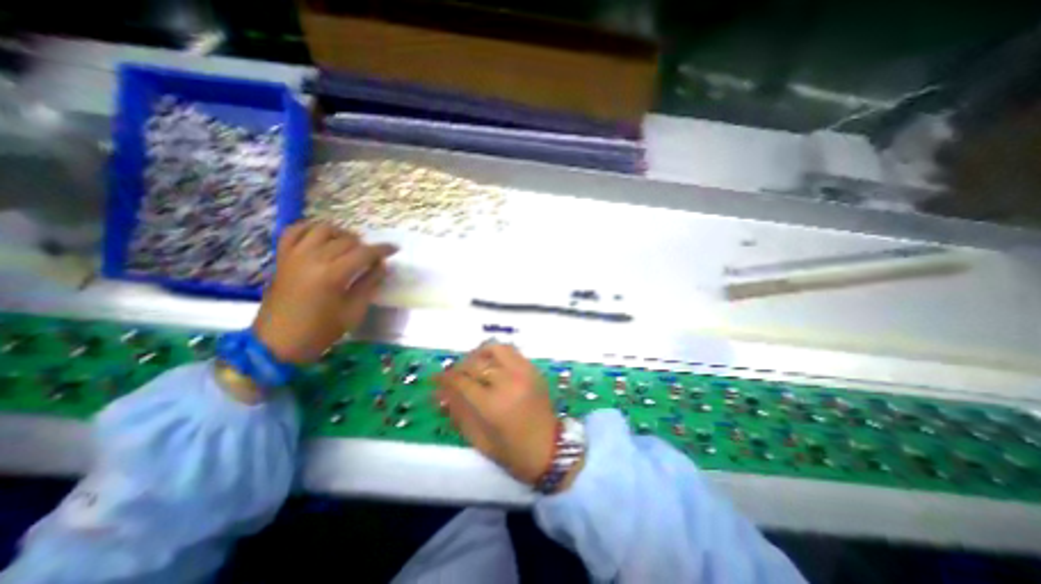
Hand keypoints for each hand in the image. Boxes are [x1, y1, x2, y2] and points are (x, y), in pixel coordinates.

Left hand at [250, 224, 399, 363]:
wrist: (278, 343)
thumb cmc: (321, 330)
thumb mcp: (354, 311)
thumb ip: (369, 284)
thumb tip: (382, 265)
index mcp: (332, 274)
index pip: (364, 253)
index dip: (382, 249)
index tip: (395, 249)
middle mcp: (313, 258)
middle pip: (346, 240)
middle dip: (365, 246)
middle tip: (373, 258)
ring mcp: (294, 256)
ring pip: (322, 229)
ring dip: (341, 234)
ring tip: (350, 245)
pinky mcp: (282, 258)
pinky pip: (294, 231)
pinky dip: (309, 228)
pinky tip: (321, 236)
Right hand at [431, 343, 577, 487]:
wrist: (550, 449)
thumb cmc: (512, 451)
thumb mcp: (478, 438)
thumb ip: (457, 412)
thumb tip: (438, 394)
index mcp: (493, 404)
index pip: (461, 381)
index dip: (444, 378)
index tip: (435, 379)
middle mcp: (508, 381)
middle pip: (476, 362)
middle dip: (459, 366)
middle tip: (453, 375)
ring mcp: (523, 372)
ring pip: (495, 348)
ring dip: (478, 354)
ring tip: (472, 365)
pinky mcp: (533, 369)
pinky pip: (511, 351)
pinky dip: (496, 354)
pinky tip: (491, 365)